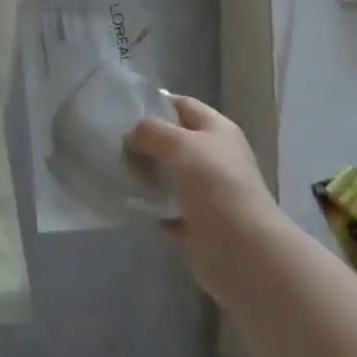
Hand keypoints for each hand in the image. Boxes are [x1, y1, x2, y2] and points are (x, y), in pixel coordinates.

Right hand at [125, 95, 277, 301]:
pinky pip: (165, 208)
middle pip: (173, 141)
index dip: (155, 104)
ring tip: (114, 169)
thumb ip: (150, 131)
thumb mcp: (179, 144)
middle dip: (145, 141)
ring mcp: (206, 192)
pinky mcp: (196, 223)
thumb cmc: (215, 185)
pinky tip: (127, 201)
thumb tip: (130, 137)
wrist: (243, 252)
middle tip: (113, 142)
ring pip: (167, 175)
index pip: (182, 105)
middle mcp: (213, 157)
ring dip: (144, 175)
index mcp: (217, 130)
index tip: (123, 111)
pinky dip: (149, 206)